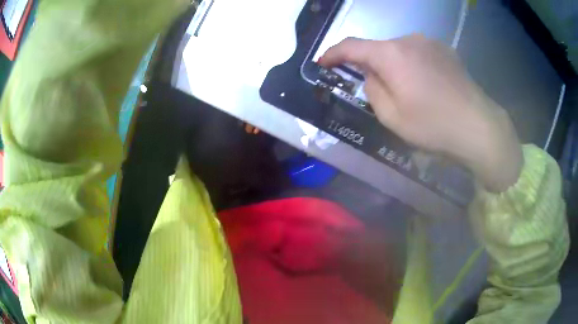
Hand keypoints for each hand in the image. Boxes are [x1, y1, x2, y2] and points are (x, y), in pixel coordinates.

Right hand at [319, 35, 522, 191]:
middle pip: (378, 48)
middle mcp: (409, 39)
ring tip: (407, 90)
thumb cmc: (434, 125)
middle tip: (376, 90)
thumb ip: (372, 90)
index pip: (352, 46)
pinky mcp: (446, 50)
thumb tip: (371, 75)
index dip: (333, 53)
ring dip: (394, 65)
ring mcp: (430, 42)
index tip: (323, 63)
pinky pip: (419, 53)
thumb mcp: (392, 117)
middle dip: (370, 65)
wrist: (479, 127)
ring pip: (399, 50)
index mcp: (391, 54)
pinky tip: (426, 85)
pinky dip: (413, 64)